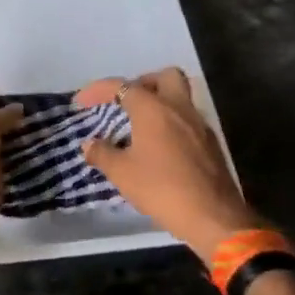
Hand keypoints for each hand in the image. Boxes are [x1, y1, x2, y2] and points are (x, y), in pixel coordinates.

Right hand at [75, 68, 258, 263]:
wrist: (212, 218)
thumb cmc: (161, 189)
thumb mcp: (122, 173)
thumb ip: (102, 153)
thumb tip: (89, 144)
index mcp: (153, 109)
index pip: (122, 86)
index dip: (98, 90)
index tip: (81, 103)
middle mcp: (179, 108)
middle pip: (165, 77)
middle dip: (143, 83)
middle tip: (126, 102)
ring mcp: (200, 125)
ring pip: (181, 97)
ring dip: (160, 103)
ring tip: (140, 126)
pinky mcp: (211, 144)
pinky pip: (189, 120)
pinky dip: (172, 123)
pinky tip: (160, 148)